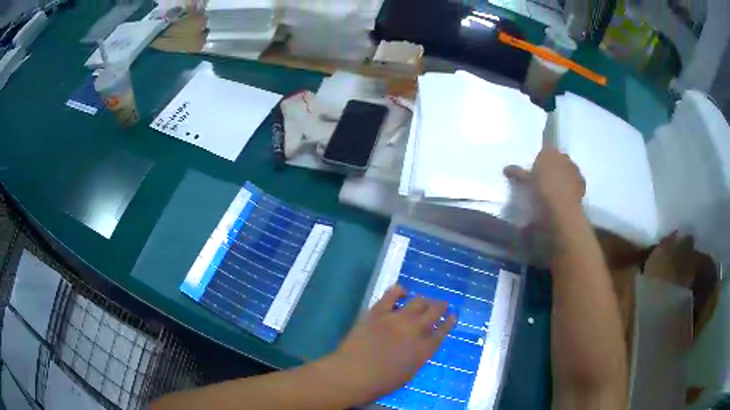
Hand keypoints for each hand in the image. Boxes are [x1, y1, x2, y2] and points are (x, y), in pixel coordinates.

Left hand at [322, 285, 455, 404]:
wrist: (353, 374)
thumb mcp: (409, 374)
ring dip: (425, 300)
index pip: (443, 331)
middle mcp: (415, 331)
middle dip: (441, 306)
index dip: (449, 322)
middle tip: (442, 304)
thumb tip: (421, 346)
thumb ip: (418, 357)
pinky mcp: (378, 312)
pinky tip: (402, 292)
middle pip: (434, 312)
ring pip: (417, 302)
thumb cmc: (381, 383)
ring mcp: (397, 319)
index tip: (452, 316)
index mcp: (424, 350)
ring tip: (425, 300)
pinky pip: (392, 294)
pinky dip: (399, 290)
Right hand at [504, 145, 585, 218]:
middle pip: (558, 158)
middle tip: (547, 179)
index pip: (545, 150)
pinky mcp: (582, 181)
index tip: (538, 169)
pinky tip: (567, 195)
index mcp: (548, 152)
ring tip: (558, 188)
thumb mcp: (526, 182)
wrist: (562, 208)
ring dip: (564, 175)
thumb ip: (517, 173)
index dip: (542, 159)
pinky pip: (576, 181)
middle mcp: (563, 156)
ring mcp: (574, 168)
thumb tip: (506, 168)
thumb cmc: (541, 191)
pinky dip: (572, 185)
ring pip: (568, 169)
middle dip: (554, 166)